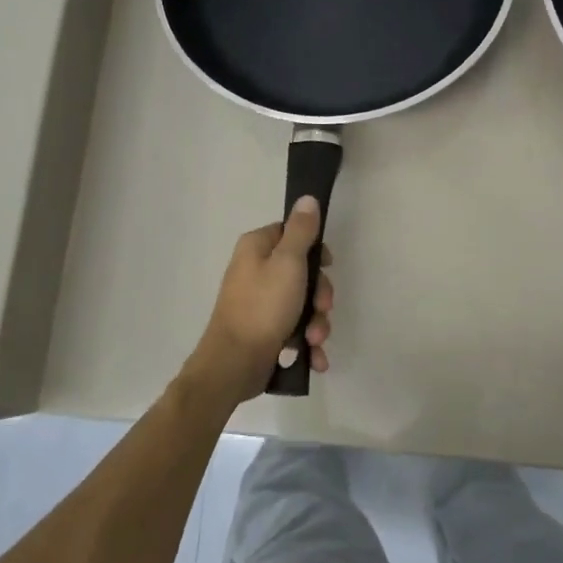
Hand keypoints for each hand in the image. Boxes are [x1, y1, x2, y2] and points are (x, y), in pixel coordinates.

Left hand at [184, 196, 333, 403]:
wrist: (235, 364)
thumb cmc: (263, 307)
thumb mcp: (288, 262)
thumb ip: (301, 231)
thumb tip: (307, 198)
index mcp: (257, 248)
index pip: (293, 234)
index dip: (315, 249)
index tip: (327, 265)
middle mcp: (256, 270)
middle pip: (303, 272)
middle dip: (320, 296)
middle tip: (322, 309)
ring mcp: (260, 302)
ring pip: (303, 304)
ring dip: (316, 323)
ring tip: (314, 340)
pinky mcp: (265, 330)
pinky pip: (295, 328)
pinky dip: (306, 342)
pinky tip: (313, 357)